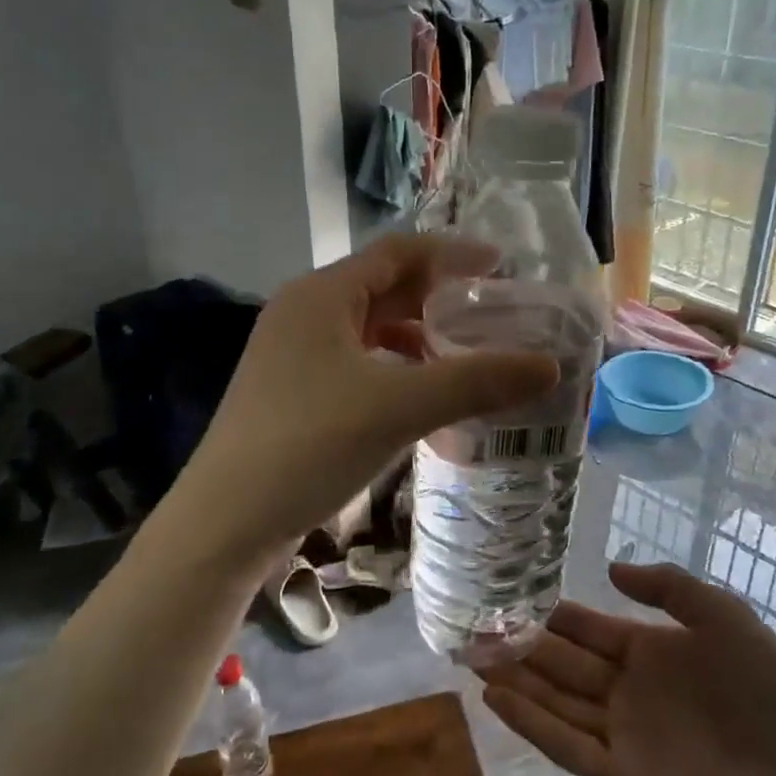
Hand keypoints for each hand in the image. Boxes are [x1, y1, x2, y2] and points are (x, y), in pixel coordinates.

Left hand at [172, 235, 558, 568]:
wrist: (225, 523)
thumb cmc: (309, 445)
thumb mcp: (400, 406)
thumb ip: (476, 381)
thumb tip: (550, 365)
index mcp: (322, 295)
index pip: (398, 253)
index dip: (453, 254)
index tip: (503, 266)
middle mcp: (303, 313)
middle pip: (384, 288)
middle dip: (440, 297)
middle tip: (494, 314)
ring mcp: (293, 355)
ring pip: (370, 329)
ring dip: (418, 335)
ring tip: (466, 354)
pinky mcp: (292, 393)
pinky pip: (357, 363)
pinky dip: (395, 367)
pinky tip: (421, 394)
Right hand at [478, 562, 775, 775]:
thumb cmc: (769, 689)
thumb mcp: (722, 615)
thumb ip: (667, 586)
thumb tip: (611, 568)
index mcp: (651, 651)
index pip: (588, 628)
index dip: (551, 614)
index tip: (510, 595)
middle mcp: (628, 690)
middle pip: (562, 663)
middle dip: (519, 645)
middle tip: (474, 627)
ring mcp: (622, 735)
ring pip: (555, 701)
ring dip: (514, 681)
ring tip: (471, 658)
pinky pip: (565, 745)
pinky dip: (529, 723)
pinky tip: (496, 700)